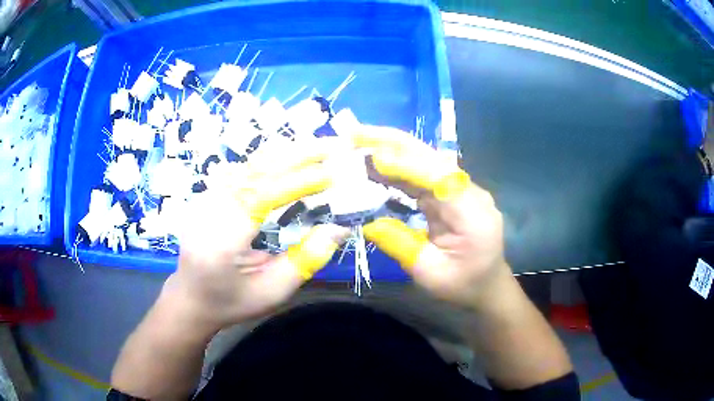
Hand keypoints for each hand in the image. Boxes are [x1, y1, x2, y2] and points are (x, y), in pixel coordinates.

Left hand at [165, 138, 350, 333]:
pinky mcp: (208, 193)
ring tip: (320, 145)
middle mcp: (209, 210)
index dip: (298, 182)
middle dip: (298, 155)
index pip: (261, 197)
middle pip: (256, 171)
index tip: (332, 174)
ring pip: (249, 165)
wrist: (192, 297)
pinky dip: (272, 161)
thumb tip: (341, 226)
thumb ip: (306, 258)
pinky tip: (293, 156)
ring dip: (287, 153)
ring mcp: (205, 197)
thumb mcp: (274, 291)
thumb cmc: (233, 301)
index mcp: (221, 241)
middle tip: (335, 144)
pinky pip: (243, 171)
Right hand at [357, 128, 510, 308]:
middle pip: (432, 158)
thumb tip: (363, 218)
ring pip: (426, 161)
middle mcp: (469, 193)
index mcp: (472, 214)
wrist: (487, 286)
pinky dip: (398, 166)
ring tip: (359, 141)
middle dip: (394, 143)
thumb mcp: (429, 274)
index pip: (439, 178)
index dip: (406, 165)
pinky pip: (423, 174)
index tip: (373, 159)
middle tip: (356, 133)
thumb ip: (398, 244)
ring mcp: (461, 190)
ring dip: (392, 149)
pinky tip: (376, 162)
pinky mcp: (451, 193)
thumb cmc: (463, 285)